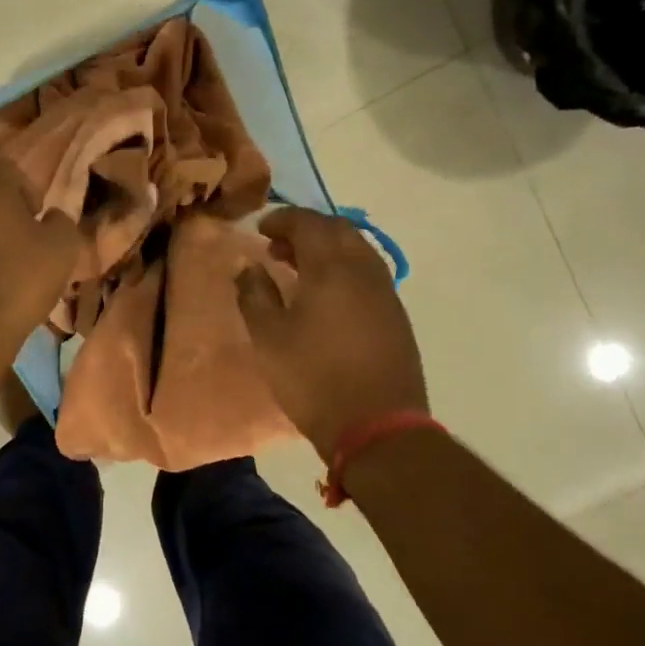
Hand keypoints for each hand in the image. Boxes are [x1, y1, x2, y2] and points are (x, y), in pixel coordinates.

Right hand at [235, 208, 426, 461]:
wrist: (377, 425)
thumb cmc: (313, 378)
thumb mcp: (268, 338)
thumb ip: (254, 295)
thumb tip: (248, 266)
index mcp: (331, 268)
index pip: (308, 223)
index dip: (282, 220)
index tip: (260, 229)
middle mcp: (364, 270)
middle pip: (338, 229)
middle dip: (307, 229)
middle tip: (278, 247)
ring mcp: (386, 292)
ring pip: (357, 250)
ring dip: (327, 248)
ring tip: (299, 268)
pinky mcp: (396, 315)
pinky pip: (368, 273)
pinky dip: (344, 268)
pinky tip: (327, 294)